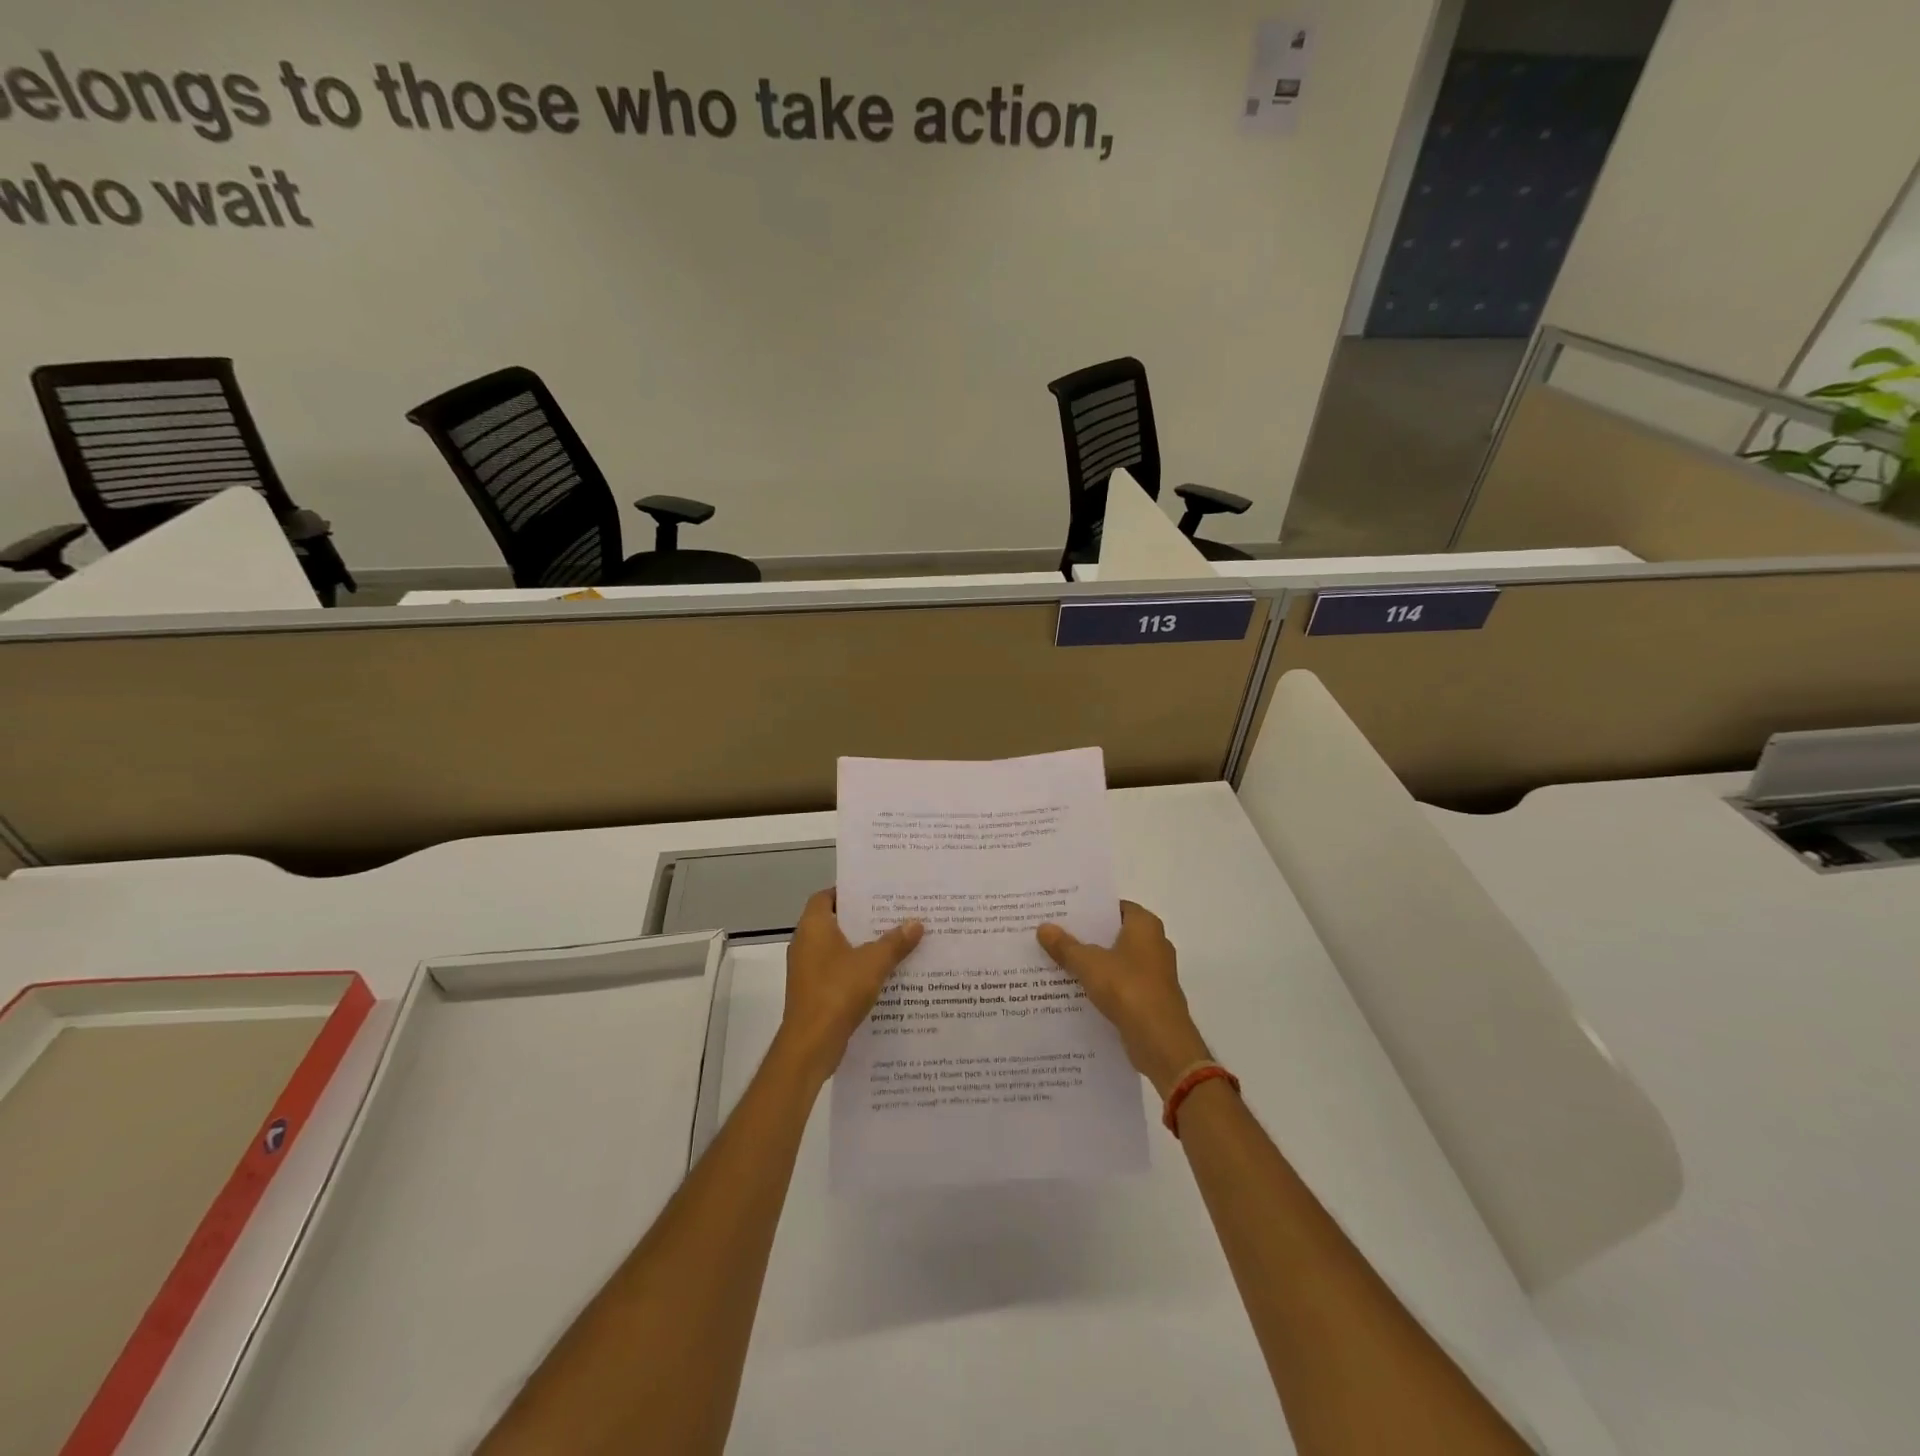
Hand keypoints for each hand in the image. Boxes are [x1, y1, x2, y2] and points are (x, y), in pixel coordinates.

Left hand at [777, 888, 922, 1081]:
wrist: (811, 1044)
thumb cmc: (838, 991)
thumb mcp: (874, 963)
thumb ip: (895, 941)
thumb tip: (916, 922)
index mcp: (813, 927)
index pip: (826, 896)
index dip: (848, 892)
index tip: (875, 892)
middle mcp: (805, 943)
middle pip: (835, 922)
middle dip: (863, 920)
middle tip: (893, 914)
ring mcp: (806, 970)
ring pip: (838, 949)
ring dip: (862, 946)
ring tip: (895, 942)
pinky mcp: (813, 992)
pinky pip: (837, 971)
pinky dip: (856, 969)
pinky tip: (883, 975)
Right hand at [1037, 902, 1210, 1098]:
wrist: (1160, 1041)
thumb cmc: (1128, 988)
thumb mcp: (1089, 963)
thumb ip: (1065, 946)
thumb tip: (1043, 927)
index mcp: (1145, 926)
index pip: (1115, 907)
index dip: (1090, 908)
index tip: (1063, 912)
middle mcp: (1155, 944)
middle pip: (1114, 933)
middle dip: (1087, 936)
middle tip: (1054, 934)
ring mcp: (1154, 973)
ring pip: (1116, 960)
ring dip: (1093, 962)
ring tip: (1057, 960)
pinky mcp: (1150, 999)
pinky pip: (1121, 984)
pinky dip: (1102, 984)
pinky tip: (1075, 989)